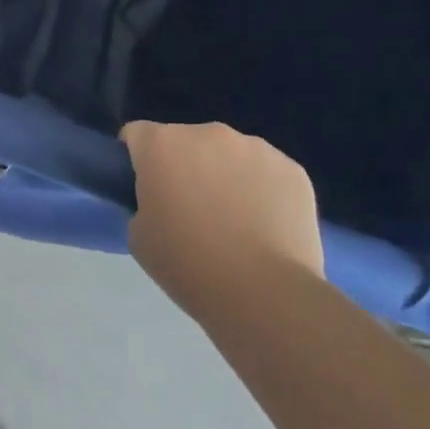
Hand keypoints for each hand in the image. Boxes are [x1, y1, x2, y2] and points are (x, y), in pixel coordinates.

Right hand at [122, 121, 323, 320]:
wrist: (265, 296)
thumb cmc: (189, 266)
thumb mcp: (139, 236)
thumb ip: (144, 203)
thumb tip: (162, 201)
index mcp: (161, 144)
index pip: (137, 135)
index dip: (138, 161)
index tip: (147, 190)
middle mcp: (206, 133)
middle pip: (186, 141)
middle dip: (185, 166)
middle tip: (192, 211)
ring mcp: (254, 147)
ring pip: (229, 154)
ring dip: (225, 175)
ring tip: (236, 222)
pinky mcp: (292, 168)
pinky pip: (267, 172)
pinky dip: (263, 190)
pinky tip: (267, 227)